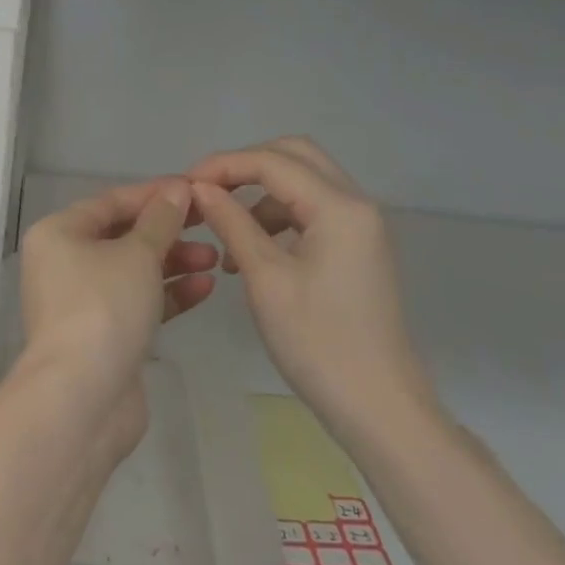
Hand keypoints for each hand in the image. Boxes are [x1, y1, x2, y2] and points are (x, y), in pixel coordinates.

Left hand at [16, 180, 217, 452]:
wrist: (83, 398)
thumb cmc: (103, 307)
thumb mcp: (137, 254)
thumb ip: (160, 220)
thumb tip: (177, 189)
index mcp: (58, 233)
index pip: (111, 202)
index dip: (154, 194)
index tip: (195, 189)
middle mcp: (63, 262)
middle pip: (122, 235)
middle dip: (167, 231)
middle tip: (210, 225)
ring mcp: (82, 301)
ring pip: (132, 270)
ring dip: (172, 262)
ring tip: (214, 258)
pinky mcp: (103, 335)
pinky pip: (137, 302)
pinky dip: (168, 294)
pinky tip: (205, 287)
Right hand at [187, 138, 437, 438]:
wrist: (380, 409)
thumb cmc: (319, 343)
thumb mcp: (265, 279)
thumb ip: (231, 222)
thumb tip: (199, 188)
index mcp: (339, 207)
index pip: (271, 161)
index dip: (223, 165)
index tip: (184, 185)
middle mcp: (356, 204)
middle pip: (293, 155)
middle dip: (245, 165)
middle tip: (206, 190)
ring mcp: (360, 226)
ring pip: (302, 180)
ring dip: (259, 192)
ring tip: (222, 227)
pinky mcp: (356, 247)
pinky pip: (311, 209)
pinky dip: (276, 215)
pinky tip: (248, 250)